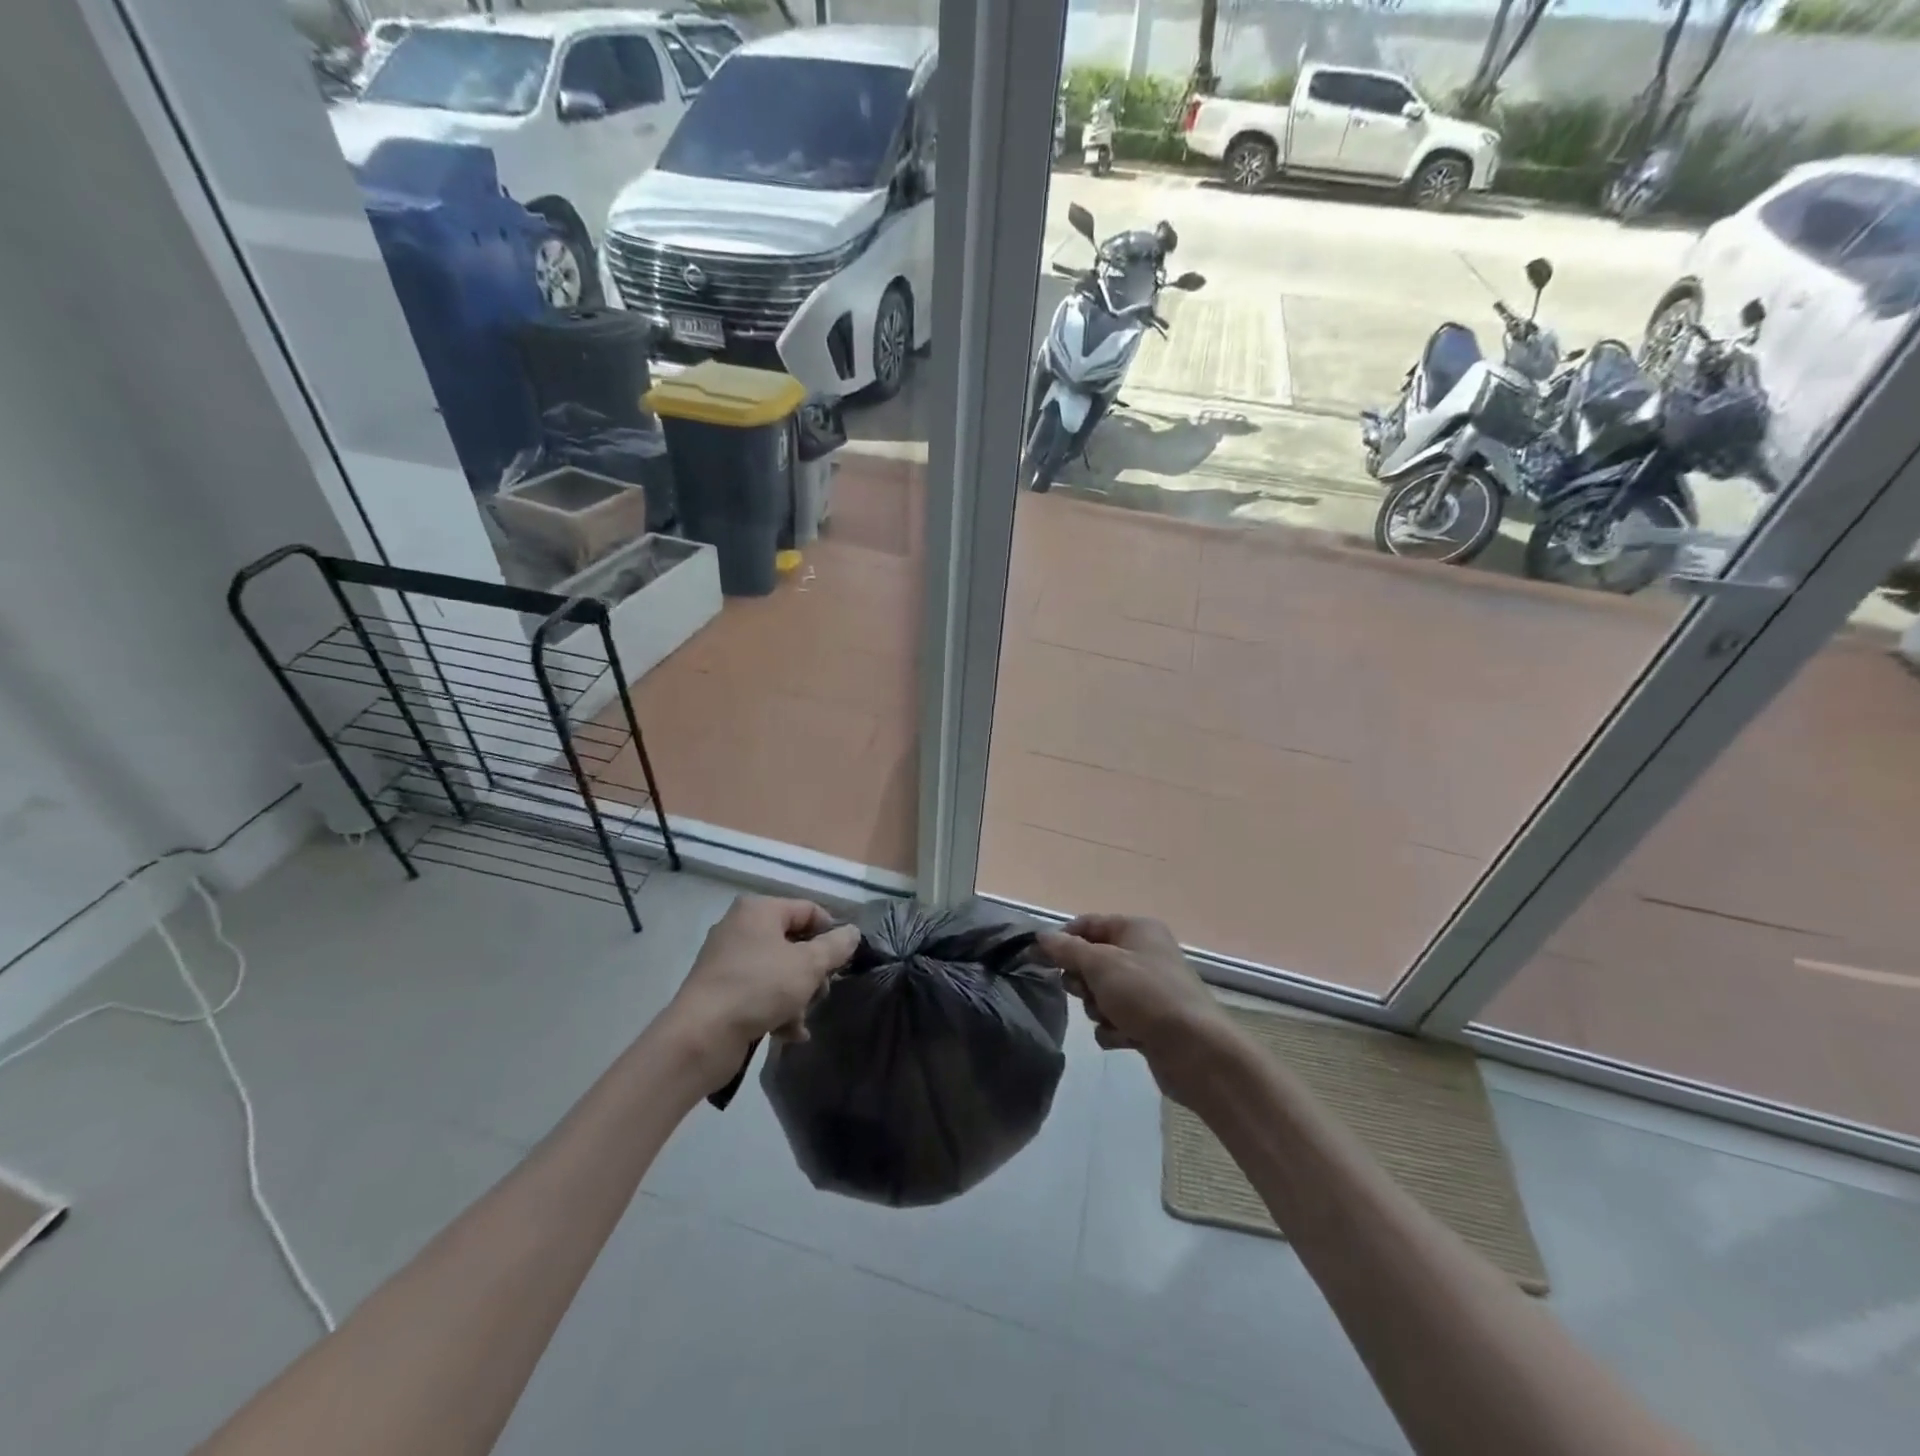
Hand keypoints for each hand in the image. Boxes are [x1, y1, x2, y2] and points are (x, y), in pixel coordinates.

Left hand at [662, 896, 860, 1088]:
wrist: (700, 1037)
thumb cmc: (759, 988)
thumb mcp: (808, 965)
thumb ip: (835, 947)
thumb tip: (852, 932)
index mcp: (759, 910)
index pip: (808, 910)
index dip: (831, 933)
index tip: (844, 961)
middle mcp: (741, 927)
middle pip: (793, 942)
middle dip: (813, 971)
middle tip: (821, 993)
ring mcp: (727, 960)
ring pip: (779, 970)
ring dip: (797, 995)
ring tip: (801, 1019)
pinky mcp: (720, 990)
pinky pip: (759, 991)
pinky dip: (776, 1008)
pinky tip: (789, 1033)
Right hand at [1037, 915, 1231, 1101]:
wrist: (1195, 1051)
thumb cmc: (1146, 995)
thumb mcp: (1100, 964)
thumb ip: (1066, 949)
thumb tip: (1041, 936)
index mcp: (1137, 929)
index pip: (1088, 924)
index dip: (1063, 940)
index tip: (1041, 960)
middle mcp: (1144, 954)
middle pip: (1092, 960)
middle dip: (1083, 981)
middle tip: (1087, 991)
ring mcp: (1148, 989)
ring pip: (1100, 993)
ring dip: (1097, 1008)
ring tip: (1112, 1018)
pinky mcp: (1149, 1021)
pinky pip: (1114, 1020)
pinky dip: (1113, 1030)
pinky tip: (1125, 1038)